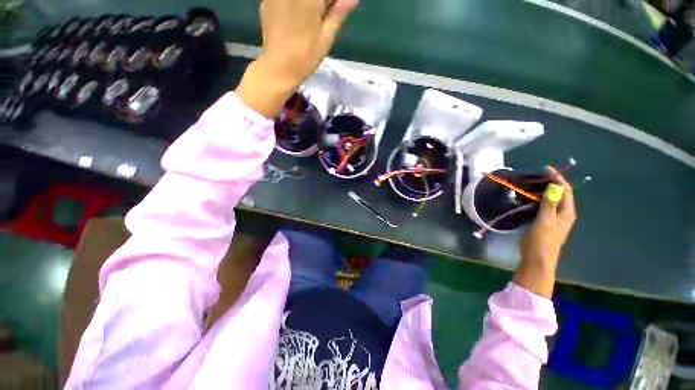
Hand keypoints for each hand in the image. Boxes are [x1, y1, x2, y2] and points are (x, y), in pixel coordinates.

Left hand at [236, 0, 357, 117]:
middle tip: (325, 15)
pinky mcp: (267, 0)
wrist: (279, 68)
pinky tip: (295, 18)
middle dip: (322, 3)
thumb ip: (339, 13)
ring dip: (309, 5)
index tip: (337, 10)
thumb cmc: (306, 56)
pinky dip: (295, 5)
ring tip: (311, 19)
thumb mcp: (326, 37)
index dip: (334, 2)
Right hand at [514, 167, 575, 296]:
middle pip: (559, 193)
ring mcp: (553, 217)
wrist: (536, 258)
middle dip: (549, 183)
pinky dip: (535, 199)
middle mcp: (562, 213)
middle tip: (533, 176)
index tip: (545, 169)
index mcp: (566, 212)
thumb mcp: (545, 221)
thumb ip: (549, 204)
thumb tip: (554, 186)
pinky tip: (525, 197)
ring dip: (541, 190)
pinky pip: (542, 205)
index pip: (565, 190)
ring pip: (549, 199)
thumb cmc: (542, 240)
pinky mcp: (544, 221)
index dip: (557, 178)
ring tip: (528, 184)